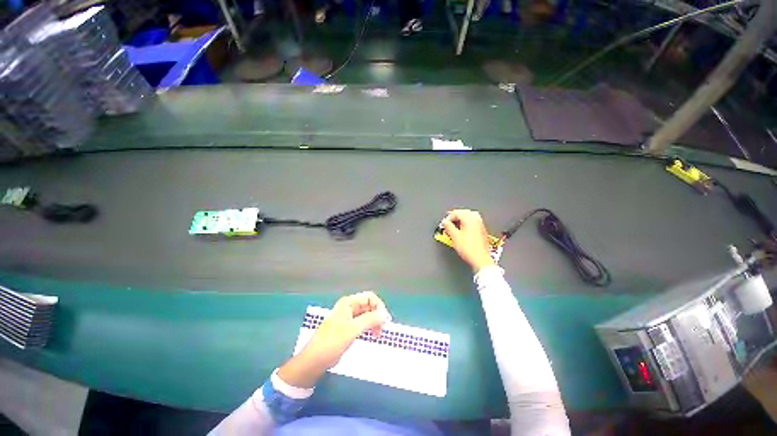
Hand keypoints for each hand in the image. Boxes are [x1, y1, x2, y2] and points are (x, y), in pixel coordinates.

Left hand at [277, 291, 390, 387]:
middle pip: (369, 305)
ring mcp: (348, 317)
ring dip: (374, 322)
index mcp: (348, 303)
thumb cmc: (332, 342)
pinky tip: (372, 335)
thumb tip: (385, 314)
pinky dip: (369, 327)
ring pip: (367, 315)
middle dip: (377, 315)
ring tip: (377, 335)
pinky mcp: (348, 327)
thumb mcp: (352, 329)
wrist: (315, 360)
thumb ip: (370, 319)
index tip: (384, 320)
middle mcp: (349, 307)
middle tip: (381, 330)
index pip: (370, 297)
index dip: (379, 306)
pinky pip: (363, 323)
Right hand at [442, 209, 495, 272]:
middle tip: (448, 221)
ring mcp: (480, 225)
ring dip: (461, 218)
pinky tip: (462, 228)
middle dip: (455, 216)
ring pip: (469, 216)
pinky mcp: (482, 230)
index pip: (456, 212)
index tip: (444, 224)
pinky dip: (466, 222)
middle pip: (464, 212)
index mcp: (469, 219)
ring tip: (454, 224)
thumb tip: (444, 222)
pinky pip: (473, 221)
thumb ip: (448, 227)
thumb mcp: (454, 237)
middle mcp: (476, 220)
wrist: (481, 259)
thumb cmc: (470, 249)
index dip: (448, 218)